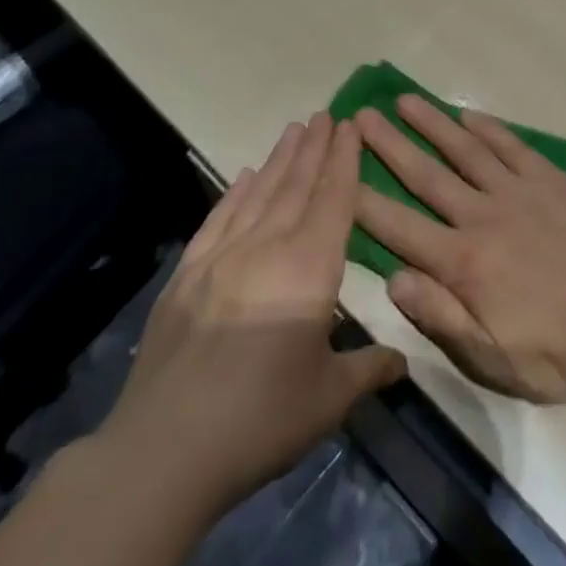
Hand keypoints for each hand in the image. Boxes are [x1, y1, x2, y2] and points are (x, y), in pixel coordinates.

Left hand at [97, 114, 405, 516]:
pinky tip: (243, 176)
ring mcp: (221, 259)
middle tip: (326, 114)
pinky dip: (234, 193)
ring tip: (293, 129)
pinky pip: (218, 220)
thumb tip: (402, 361)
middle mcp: (267, 249)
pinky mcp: (186, 276)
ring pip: (258, 194)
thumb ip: (369, 369)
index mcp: (309, 269)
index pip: (334, 200)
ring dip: (278, 159)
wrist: (163, 452)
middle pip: (296, 186)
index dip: (345, 160)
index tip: (350, 126)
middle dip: (314, 148)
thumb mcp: (330, 398)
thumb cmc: (261, 420)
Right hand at [353, 97, 565, 406]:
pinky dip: (488, 128)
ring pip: (466, 151)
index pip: (399, 226)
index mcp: (463, 263)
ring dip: (433, 123)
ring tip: (405, 100)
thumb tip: (392, 278)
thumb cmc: (553, 354)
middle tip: (360, 116)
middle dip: (389, 145)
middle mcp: (484, 217)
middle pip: (427, 175)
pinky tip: (468, 114)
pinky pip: (513, 147)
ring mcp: (519, 193)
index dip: (362, 199)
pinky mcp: (551, 182)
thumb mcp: (490, 358)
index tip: (334, 171)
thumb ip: (439, 316)